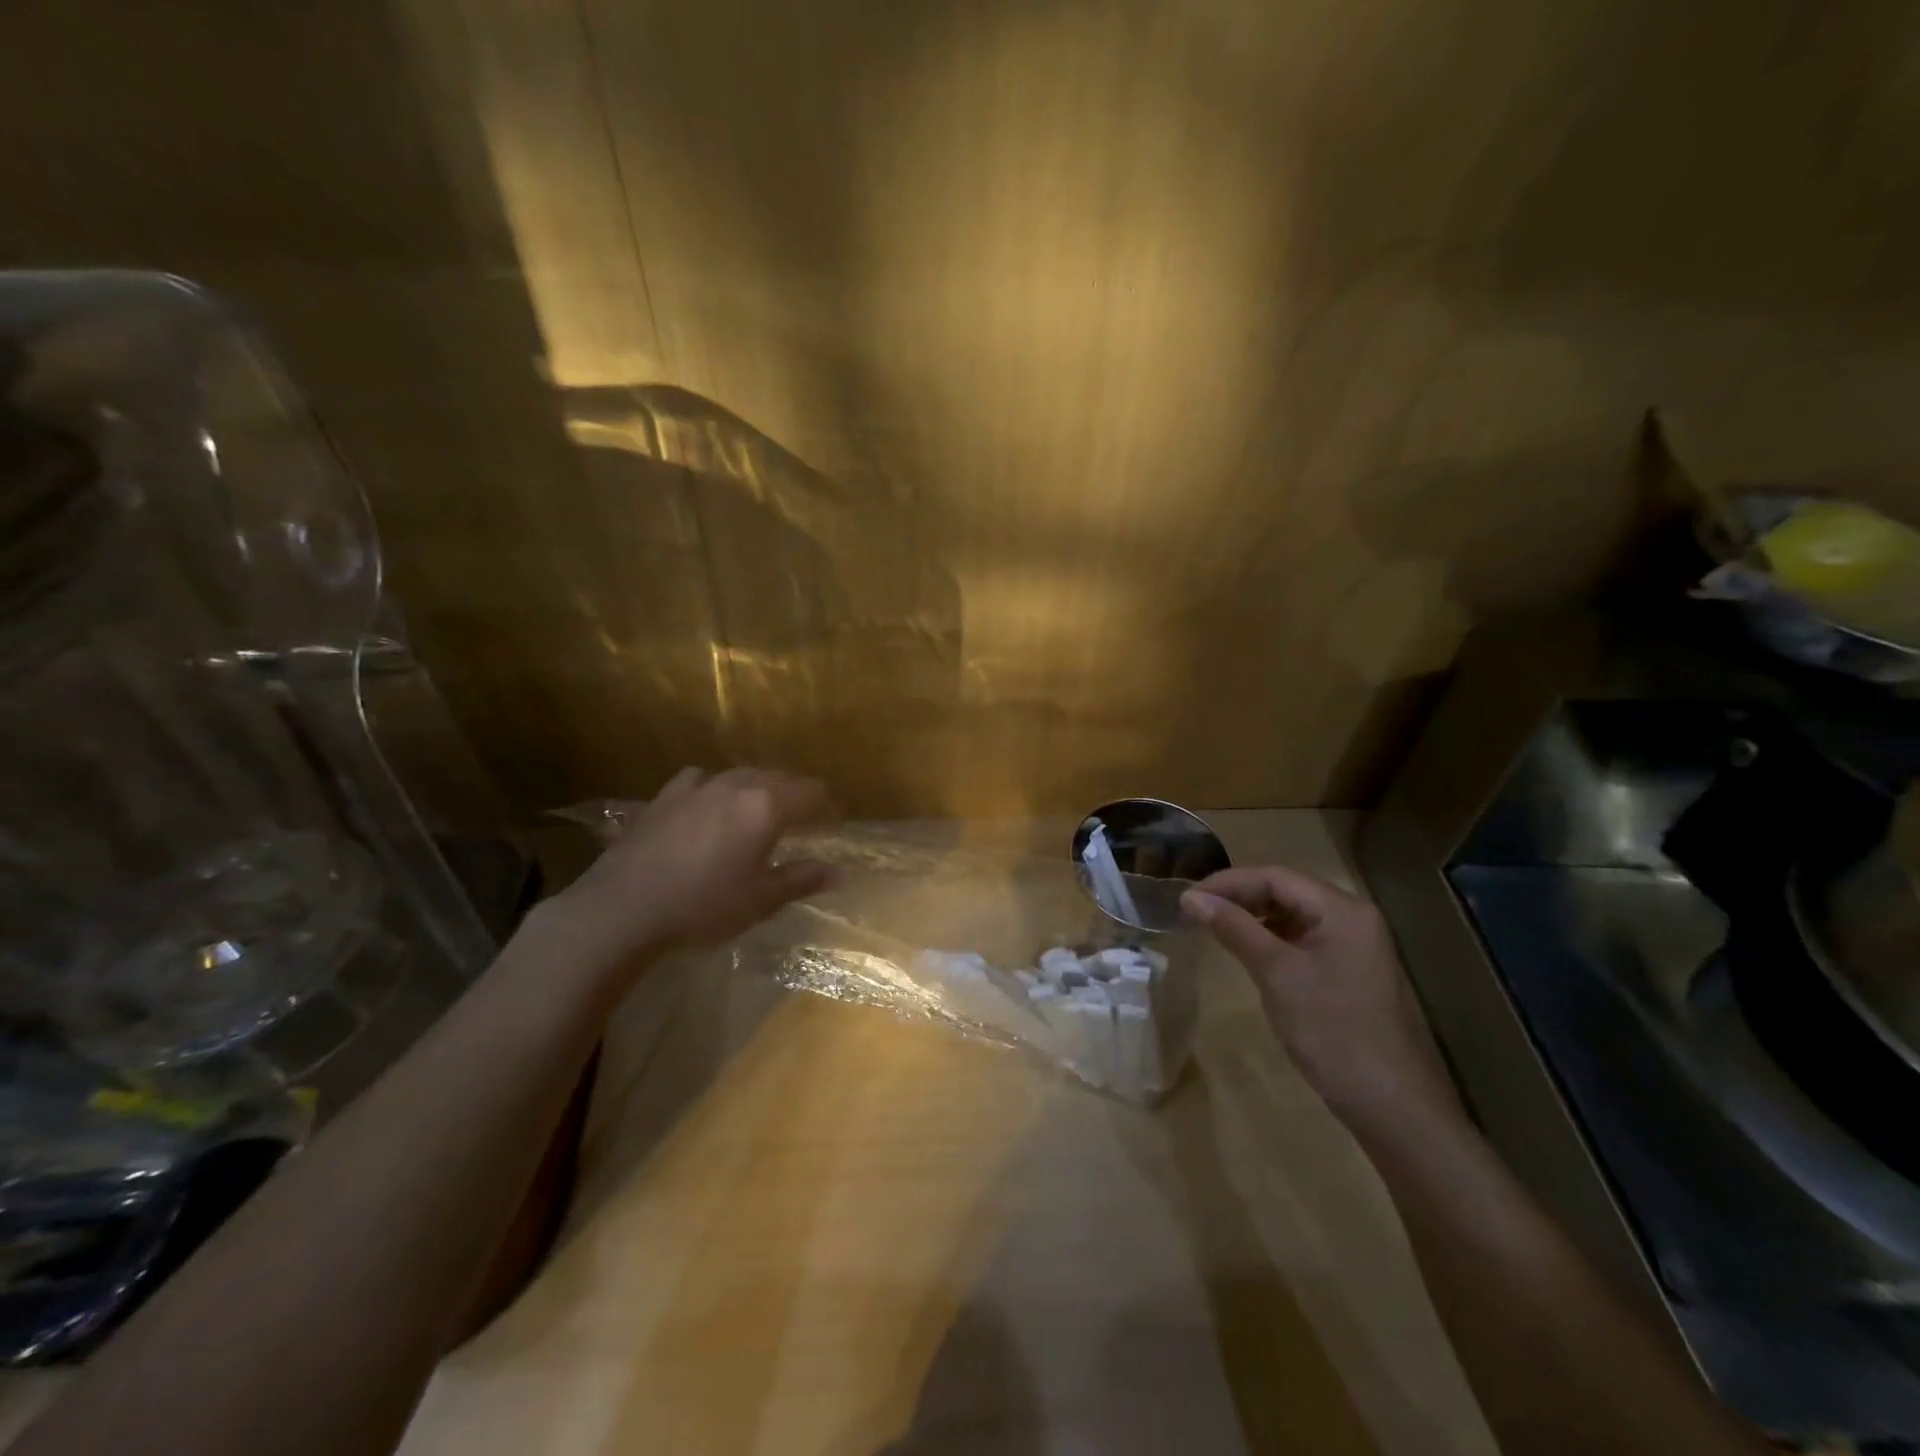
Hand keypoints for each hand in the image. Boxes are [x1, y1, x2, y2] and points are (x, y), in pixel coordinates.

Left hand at [544, 767, 837, 963]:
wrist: (623, 907)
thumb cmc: (703, 906)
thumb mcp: (761, 900)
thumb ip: (802, 879)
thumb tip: (840, 873)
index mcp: (767, 806)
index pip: (811, 791)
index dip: (826, 805)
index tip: (830, 822)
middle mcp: (736, 785)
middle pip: (778, 777)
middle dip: (794, 793)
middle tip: (800, 819)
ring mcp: (697, 786)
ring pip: (740, 774)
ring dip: (757, 787)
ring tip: (757, 810)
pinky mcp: (665, 795)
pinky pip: (701, 780)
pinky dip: (715, 788)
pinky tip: (707, 805)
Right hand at [1181, 866, 1457, 1126]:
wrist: (1390, 1105)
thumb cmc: (1332, 1030)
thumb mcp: (1277, 973)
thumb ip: (1234, 928)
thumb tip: (1190, 897)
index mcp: (1342, 909)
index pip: (1275, 876)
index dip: (1228, 882)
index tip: (1187, 898)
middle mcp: (1351, 917)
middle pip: (1285, 890)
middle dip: (1238, 896)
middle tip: (1194, 910)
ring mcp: (1352, 945)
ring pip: (1291, 915)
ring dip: (1251, 916)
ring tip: (1212, 926)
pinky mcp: (1346, 971)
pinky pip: (1300, 939)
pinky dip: (1269, 938)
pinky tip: (1245, 949)